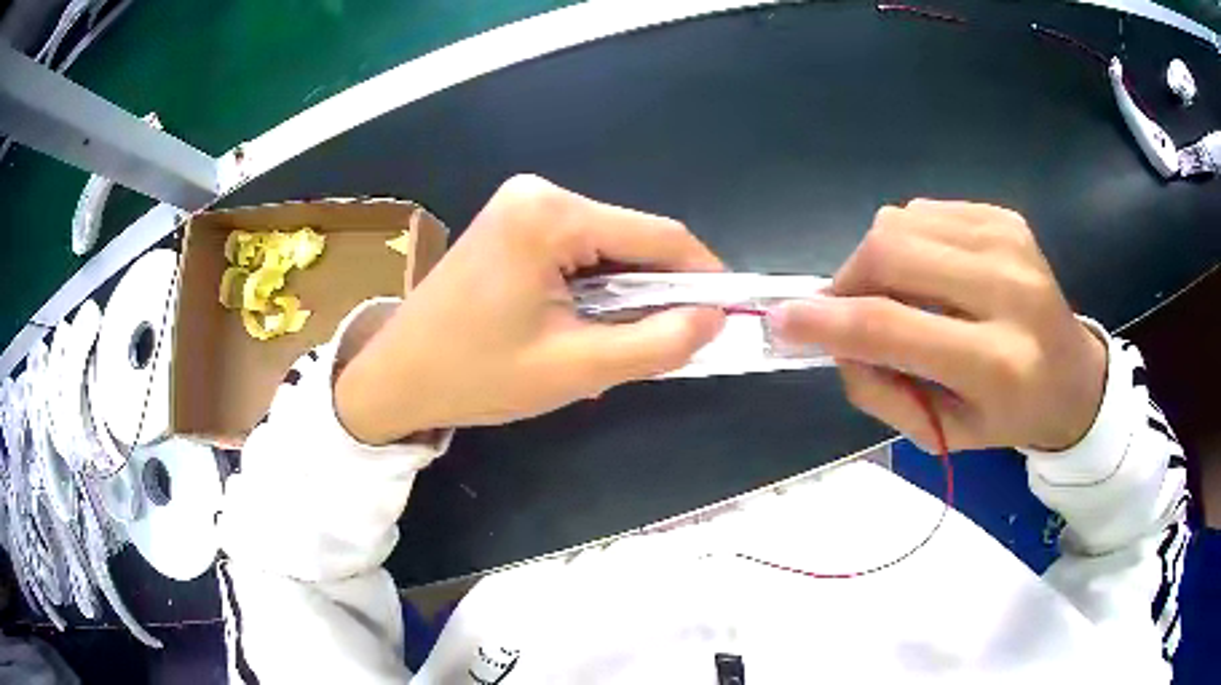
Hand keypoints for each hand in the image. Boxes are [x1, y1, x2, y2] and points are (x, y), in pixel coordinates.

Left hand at [335, 175, 725, 443]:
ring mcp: (521, 204)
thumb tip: (715, 319)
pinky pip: (576, 250)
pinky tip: (579, 326)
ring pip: (606, 247)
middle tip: (660, 345)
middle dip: (655, 291)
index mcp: (551, 215)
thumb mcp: (575, 370)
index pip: (658, 236)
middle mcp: (538, 193)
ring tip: (610, 345)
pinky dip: (593, 288)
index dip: (703, 274)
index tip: (728, 312)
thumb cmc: (475, 376)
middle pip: (630, 239)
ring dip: (622, 295)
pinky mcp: (511, 222)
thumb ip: (655, 343)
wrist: (396, 377)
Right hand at [771, 200, 1106, 451]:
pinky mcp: (1006, 218)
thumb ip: (881, 389)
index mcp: (998, 363)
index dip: (825, 321)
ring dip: (877, 260)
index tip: (784, 321)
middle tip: (847, 309)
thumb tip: (832, 337)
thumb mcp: (944, 431)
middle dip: (849, 279)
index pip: (890, 327)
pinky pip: (926, 212)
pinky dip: (909, 242)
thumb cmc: (1010, 417)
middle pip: (890, 251)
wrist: (1073, 376)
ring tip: (898, 294)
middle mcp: (1008, 290)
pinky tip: (932, 273)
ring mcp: (1009, 242)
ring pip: (901, 223)